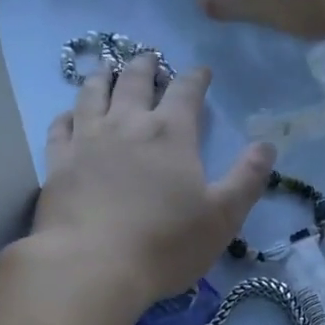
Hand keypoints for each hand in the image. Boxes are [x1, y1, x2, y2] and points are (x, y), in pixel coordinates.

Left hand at [31, 56, 272, 313]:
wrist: (92, 266)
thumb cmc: (165, 244)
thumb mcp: (222, 217)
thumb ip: (247, 178)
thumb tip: (267, 145)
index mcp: (171, 134)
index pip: (186, 91)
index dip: (196, 77)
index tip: (201, 72)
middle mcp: (127, 124)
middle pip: (135, 80)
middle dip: (146, 66)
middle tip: (150, 58)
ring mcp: (87, 140)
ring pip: (92, 93)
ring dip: (103, 77)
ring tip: (108, 69)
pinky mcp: (57, 162)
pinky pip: (60, 126)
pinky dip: (67, 114)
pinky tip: (69, 115)